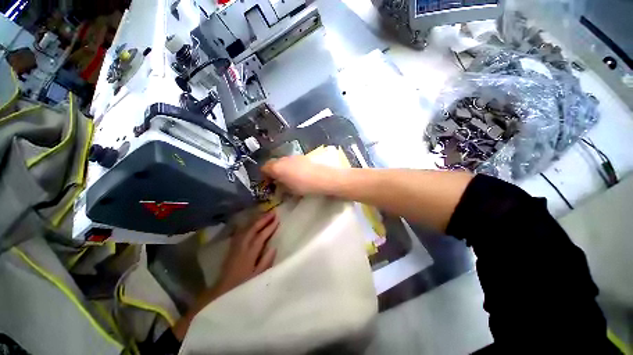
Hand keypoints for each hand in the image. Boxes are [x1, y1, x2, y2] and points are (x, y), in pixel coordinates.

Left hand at [173, 211, 278, 339]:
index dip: (269, 227)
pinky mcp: (232, 248)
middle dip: (262, 220)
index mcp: (248, 255)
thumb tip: (273, 247)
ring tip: (264, 215)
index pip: (260, 237)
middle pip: (252, 230)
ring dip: (255, 221)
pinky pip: (240, 233)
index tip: (277, 219)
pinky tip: (250, 223)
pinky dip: (247, 226)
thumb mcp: (257, 278)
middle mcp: (241, 248)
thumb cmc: (242, 287)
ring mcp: (235, 247)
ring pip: (245, 229)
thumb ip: (265, 262)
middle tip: (272, 213)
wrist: (222, 294)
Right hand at [261, 155, 338, 195]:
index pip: (264, 168)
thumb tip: (278, 184)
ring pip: (284, 162)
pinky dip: (292, 167)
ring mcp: (294, 157)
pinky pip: (293, 161)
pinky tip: (299, 174)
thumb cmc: (304, 186)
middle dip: (274, 172)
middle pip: (274, 163)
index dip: (265, 176)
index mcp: (277, 167)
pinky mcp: (303, 157)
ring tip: (290, 179)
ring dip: (283, 169)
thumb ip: (280, 186)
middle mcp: (284, 159)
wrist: (324, 178)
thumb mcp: (289, 190)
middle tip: (279, 182)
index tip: (269, 184)